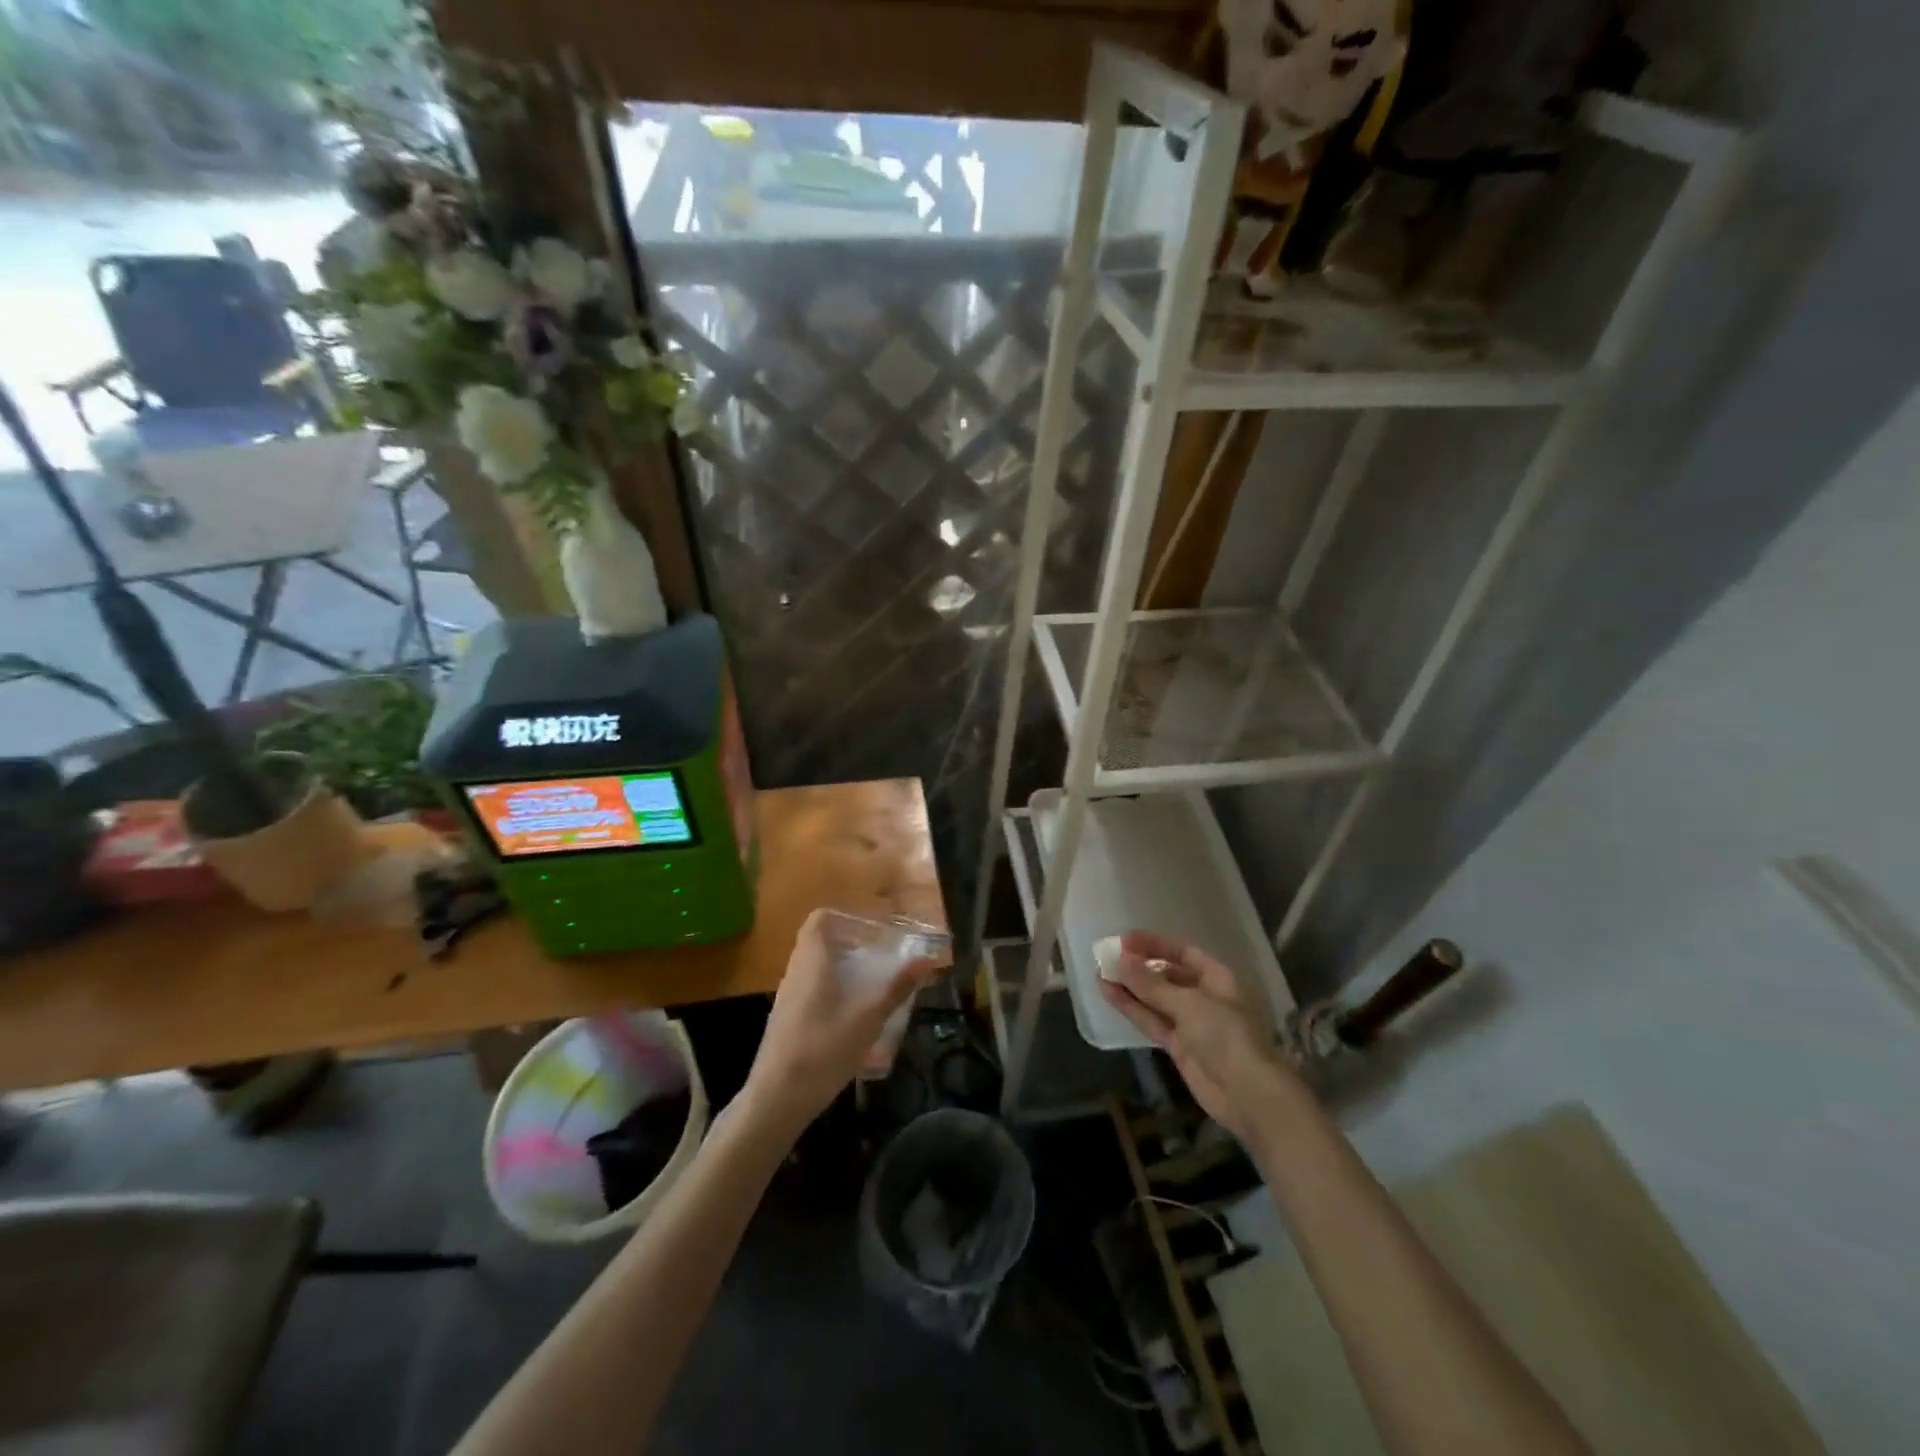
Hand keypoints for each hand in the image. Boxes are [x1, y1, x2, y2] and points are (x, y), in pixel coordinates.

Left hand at [742, 909, 937, 1134]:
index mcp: (812, 961)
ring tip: (873, 987)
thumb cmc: (823, 1049)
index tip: (872, 929)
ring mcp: (787, 999)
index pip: (819, 919)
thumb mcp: (868, 1018)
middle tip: (882, 958)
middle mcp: (795, 973)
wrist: (777, 1099)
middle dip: (851, 946)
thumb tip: (927, 960)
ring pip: (815, 970)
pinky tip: (853, 1018)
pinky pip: (811, 992)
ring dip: (843, 971)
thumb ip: (897, 988)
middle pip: (820, 944)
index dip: (845, 917)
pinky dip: (833, 993)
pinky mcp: (786, 1022)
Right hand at [1099, 930, 1302, 1142]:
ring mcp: (1191, 1023)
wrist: (1247, 1094)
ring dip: (1130, 986)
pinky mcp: (1178, 1046)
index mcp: (1217, 978)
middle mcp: (1204, 996)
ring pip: (1155, 998)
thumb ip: (1150, 983)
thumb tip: (1120, 959)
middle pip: (1168, 974)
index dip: (1154, 944)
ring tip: (1100, 971)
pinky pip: (1151, 1020)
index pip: (1183, 952)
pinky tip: (1109, 993)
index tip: (1125, 940)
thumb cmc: (1225, 1035)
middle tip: (1108, 955)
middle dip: (1140, 965)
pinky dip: (1131, 1007)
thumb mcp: (1187, 1002)